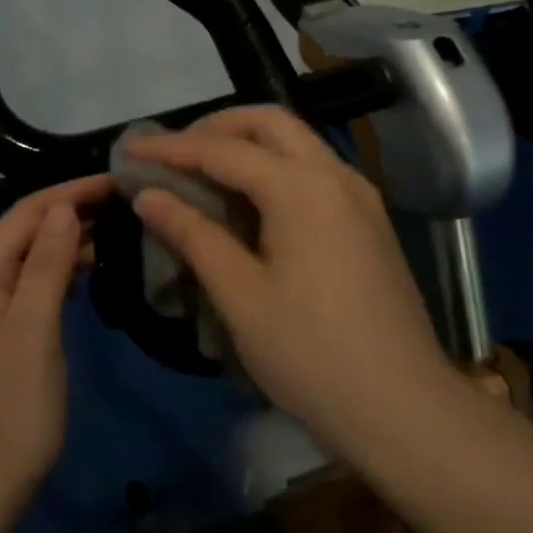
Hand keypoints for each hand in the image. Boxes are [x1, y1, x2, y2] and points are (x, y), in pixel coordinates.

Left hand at [0, 174, 112, 507]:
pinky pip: (26, 289)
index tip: (119, 181)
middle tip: (126, 207)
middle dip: (71, 212)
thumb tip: (63, 208)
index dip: (71, 191)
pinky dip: (56, 276)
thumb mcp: (32, 333)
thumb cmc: (7, 415)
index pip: (27, 213)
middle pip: (24, 232)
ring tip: (114, 237)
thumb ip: (46, 267)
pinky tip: (83, 282)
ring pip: (26, 261)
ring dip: (65, 243)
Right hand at [123, 107, 453, 441]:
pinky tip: (251, 203)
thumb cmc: (311, 353)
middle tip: (172, 153)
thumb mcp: (240, 295)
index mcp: (301, 187)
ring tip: (203, 173)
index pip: (223, 150)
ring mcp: (360, 197)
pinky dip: (274, 169)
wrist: (404, 408)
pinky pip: (314, 172)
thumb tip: (148, 196)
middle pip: (269, 124)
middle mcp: (335, 175)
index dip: (170, 147)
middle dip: (215, 128)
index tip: (128, 148)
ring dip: (247, 145)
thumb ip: (193, 235)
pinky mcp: (370, 222)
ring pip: (297, 144)